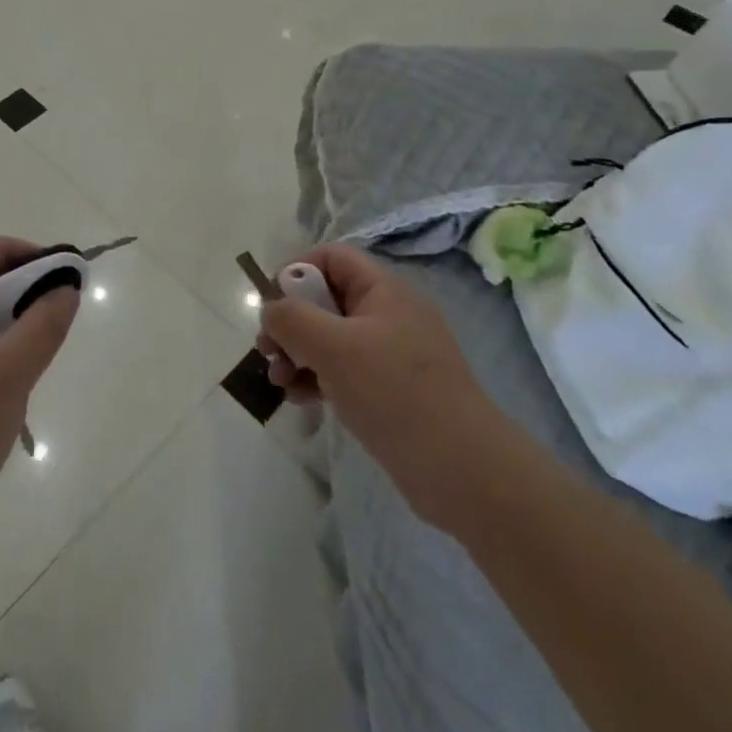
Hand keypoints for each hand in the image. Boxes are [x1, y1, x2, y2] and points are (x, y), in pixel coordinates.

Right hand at [259, 243, 513, 533]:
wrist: (464, 473)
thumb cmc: (397, 394)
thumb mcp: (335, 347)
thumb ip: (293, 319)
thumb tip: (270, 310)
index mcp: (383, 291)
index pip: (332, 258)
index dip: (297, 271)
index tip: (273, 305)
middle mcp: (387, 315)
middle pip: (325, 299)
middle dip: (290, 322)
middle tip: (266, 350)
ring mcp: (389, 355)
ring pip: (329, 338)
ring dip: (297, 354)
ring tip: (278, 382)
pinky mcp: (388, 391)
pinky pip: (342, 371)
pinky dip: (316, 379)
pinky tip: (299, 400)